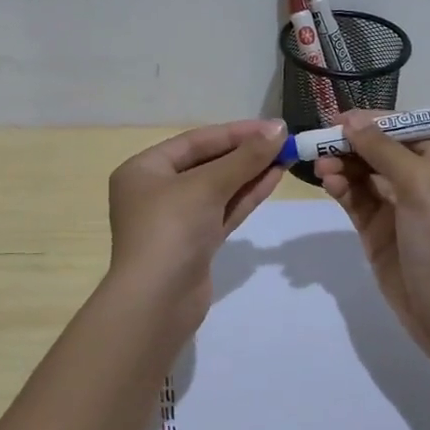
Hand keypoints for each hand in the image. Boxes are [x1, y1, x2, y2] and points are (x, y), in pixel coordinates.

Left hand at [106, 118, 286, 336]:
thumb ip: (244, 158)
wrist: (156, 302)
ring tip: (285, 156)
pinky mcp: (195, 243)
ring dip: (250, 173)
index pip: (195, 141)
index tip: (273, 126)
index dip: (236, 132)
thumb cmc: (171, 229)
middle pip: (206, 163)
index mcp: (144, 169)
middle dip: (245, 153)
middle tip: (283, 141)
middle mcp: (156, 191)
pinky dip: (246, 195)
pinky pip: (223, 211)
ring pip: (218, 188)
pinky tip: (273, 179)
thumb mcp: (206, 186)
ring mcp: (176, 220)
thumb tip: (277, 130)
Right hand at [313, 114, 429, 355]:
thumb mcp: (419, 185)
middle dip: (351, 144)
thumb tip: (352, 119)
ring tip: (321, 166)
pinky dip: (341, 188)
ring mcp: (397, 208)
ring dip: (342, 165)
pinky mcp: (377, 231)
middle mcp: (420, 181)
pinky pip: (355, 200)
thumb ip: (384, 150)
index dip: (373, 120)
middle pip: (379, 150)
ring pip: (363, 174)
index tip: (339, 118)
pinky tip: (328, 183)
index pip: (404, 128)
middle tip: (320, 143)